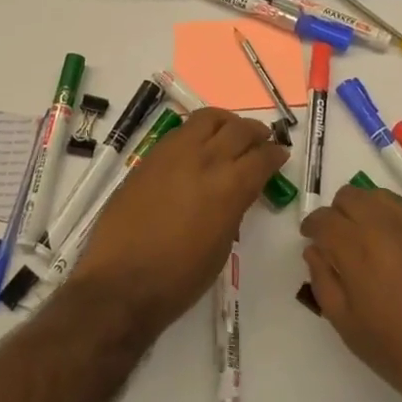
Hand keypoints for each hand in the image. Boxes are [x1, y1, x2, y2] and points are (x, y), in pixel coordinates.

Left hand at [72, 108, 287, 336]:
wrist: (121, 282)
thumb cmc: (179, 278)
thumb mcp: (221, 247)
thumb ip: (233, 209)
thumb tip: (236, 192)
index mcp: (230, 186)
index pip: (262, 157)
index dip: (275, 154)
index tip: (280, 155)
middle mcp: (206, 160)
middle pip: (239, 129)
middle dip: (255, 132)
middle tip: (261, 139)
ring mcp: (174, 153)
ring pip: (208, 119)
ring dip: (226, 122)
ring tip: (230, 131)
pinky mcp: (150, 156)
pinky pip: (181, 131)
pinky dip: (198, 131)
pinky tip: (198, 144)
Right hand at [301, 184, 401, 401]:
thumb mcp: (350, 328)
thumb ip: (325, 282)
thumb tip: (315, 251)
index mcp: (357, 246)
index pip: (323, 218)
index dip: (312, 227)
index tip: (312, 240)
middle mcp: (386, 223)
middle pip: (350, 196)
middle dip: (338, 214)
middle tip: (341, 242)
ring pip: (381, 197)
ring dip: (368, 211)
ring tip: (372, 243)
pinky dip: (397, 223)